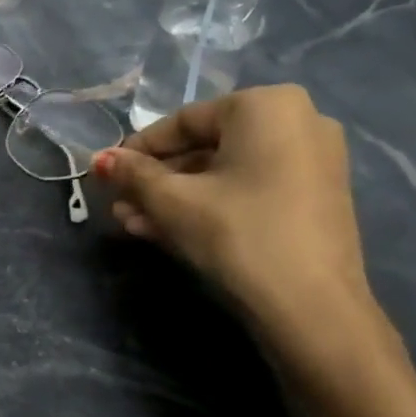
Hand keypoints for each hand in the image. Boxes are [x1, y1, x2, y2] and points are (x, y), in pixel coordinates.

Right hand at [94, 86, 406, 410]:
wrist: (313, 310)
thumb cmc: (237, 234)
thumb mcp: (173, 201)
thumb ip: (133, 173)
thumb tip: (99, 158)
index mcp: (266, 106)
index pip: (183, 122)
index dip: (137, 150)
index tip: (106, 173)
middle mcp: (298, 121)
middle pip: (204, 148)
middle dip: (156, 180)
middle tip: (119, 203)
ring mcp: (313, 162)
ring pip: (224, 173)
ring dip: (176, 197)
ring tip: (133, 223)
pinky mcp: (316, 199)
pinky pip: (249, 190)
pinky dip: (211, 205)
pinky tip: (167, 230)